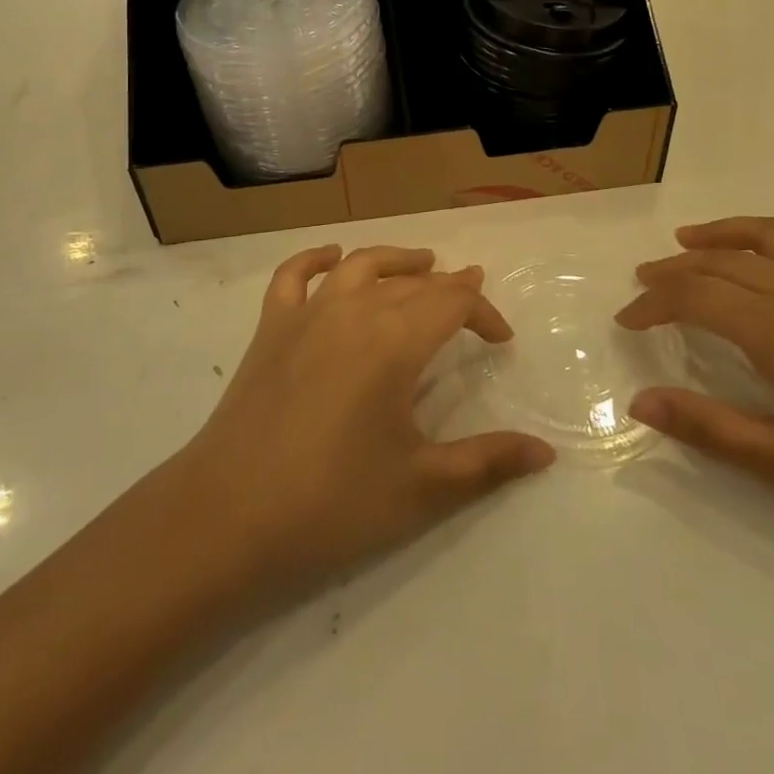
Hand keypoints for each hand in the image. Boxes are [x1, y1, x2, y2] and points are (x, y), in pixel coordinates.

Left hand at [171, 244, 554, 603]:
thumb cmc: (332, 503)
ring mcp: (306, 314)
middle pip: (412, 283)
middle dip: (448, 288)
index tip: (502, 340)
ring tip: (421, 263)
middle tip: (471, 300)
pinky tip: (332, 257)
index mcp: (395, 341)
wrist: (228, 517)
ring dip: (396, 260)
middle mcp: (354, 311)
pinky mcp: (270, 328)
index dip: (484, 312)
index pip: (453, 303)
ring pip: (360, 265)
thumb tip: (546, 452)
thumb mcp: (421, 487)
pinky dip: (315, 259)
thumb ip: (487, 462)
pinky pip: (293, 276)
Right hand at [619, 217, 773, 559]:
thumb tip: (640, 402)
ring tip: (685, 241)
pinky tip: (764, 254)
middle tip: (641, 286)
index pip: (697, 298)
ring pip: (766, 238)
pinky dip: (771, 237)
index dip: (653, 304)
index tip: (625, 321)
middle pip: (722, 263)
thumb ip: (711, 429)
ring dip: (719, 236)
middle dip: (673, 271)